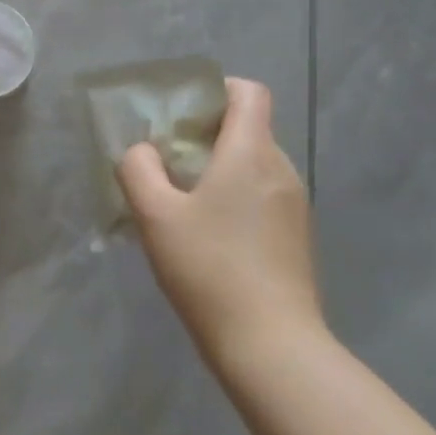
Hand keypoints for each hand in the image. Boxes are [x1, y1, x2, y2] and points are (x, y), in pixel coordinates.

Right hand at [116, 78, 324, 368]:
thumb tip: (143, 152)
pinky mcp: (296, 237)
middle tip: (166, 158)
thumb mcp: (156, 215)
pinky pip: (262, 195)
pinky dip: (234, 196)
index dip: (216, 89)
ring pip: (254, 164)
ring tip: (181, 199)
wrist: (271, 345)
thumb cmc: (209, 269)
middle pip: (248, 128)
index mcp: (251, 153)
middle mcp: (282, 170)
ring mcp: (295, 206)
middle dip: (206, 132)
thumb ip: (139, 169)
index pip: (248, 92)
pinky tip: (207, 233)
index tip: (182, 112)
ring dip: (218, 167)